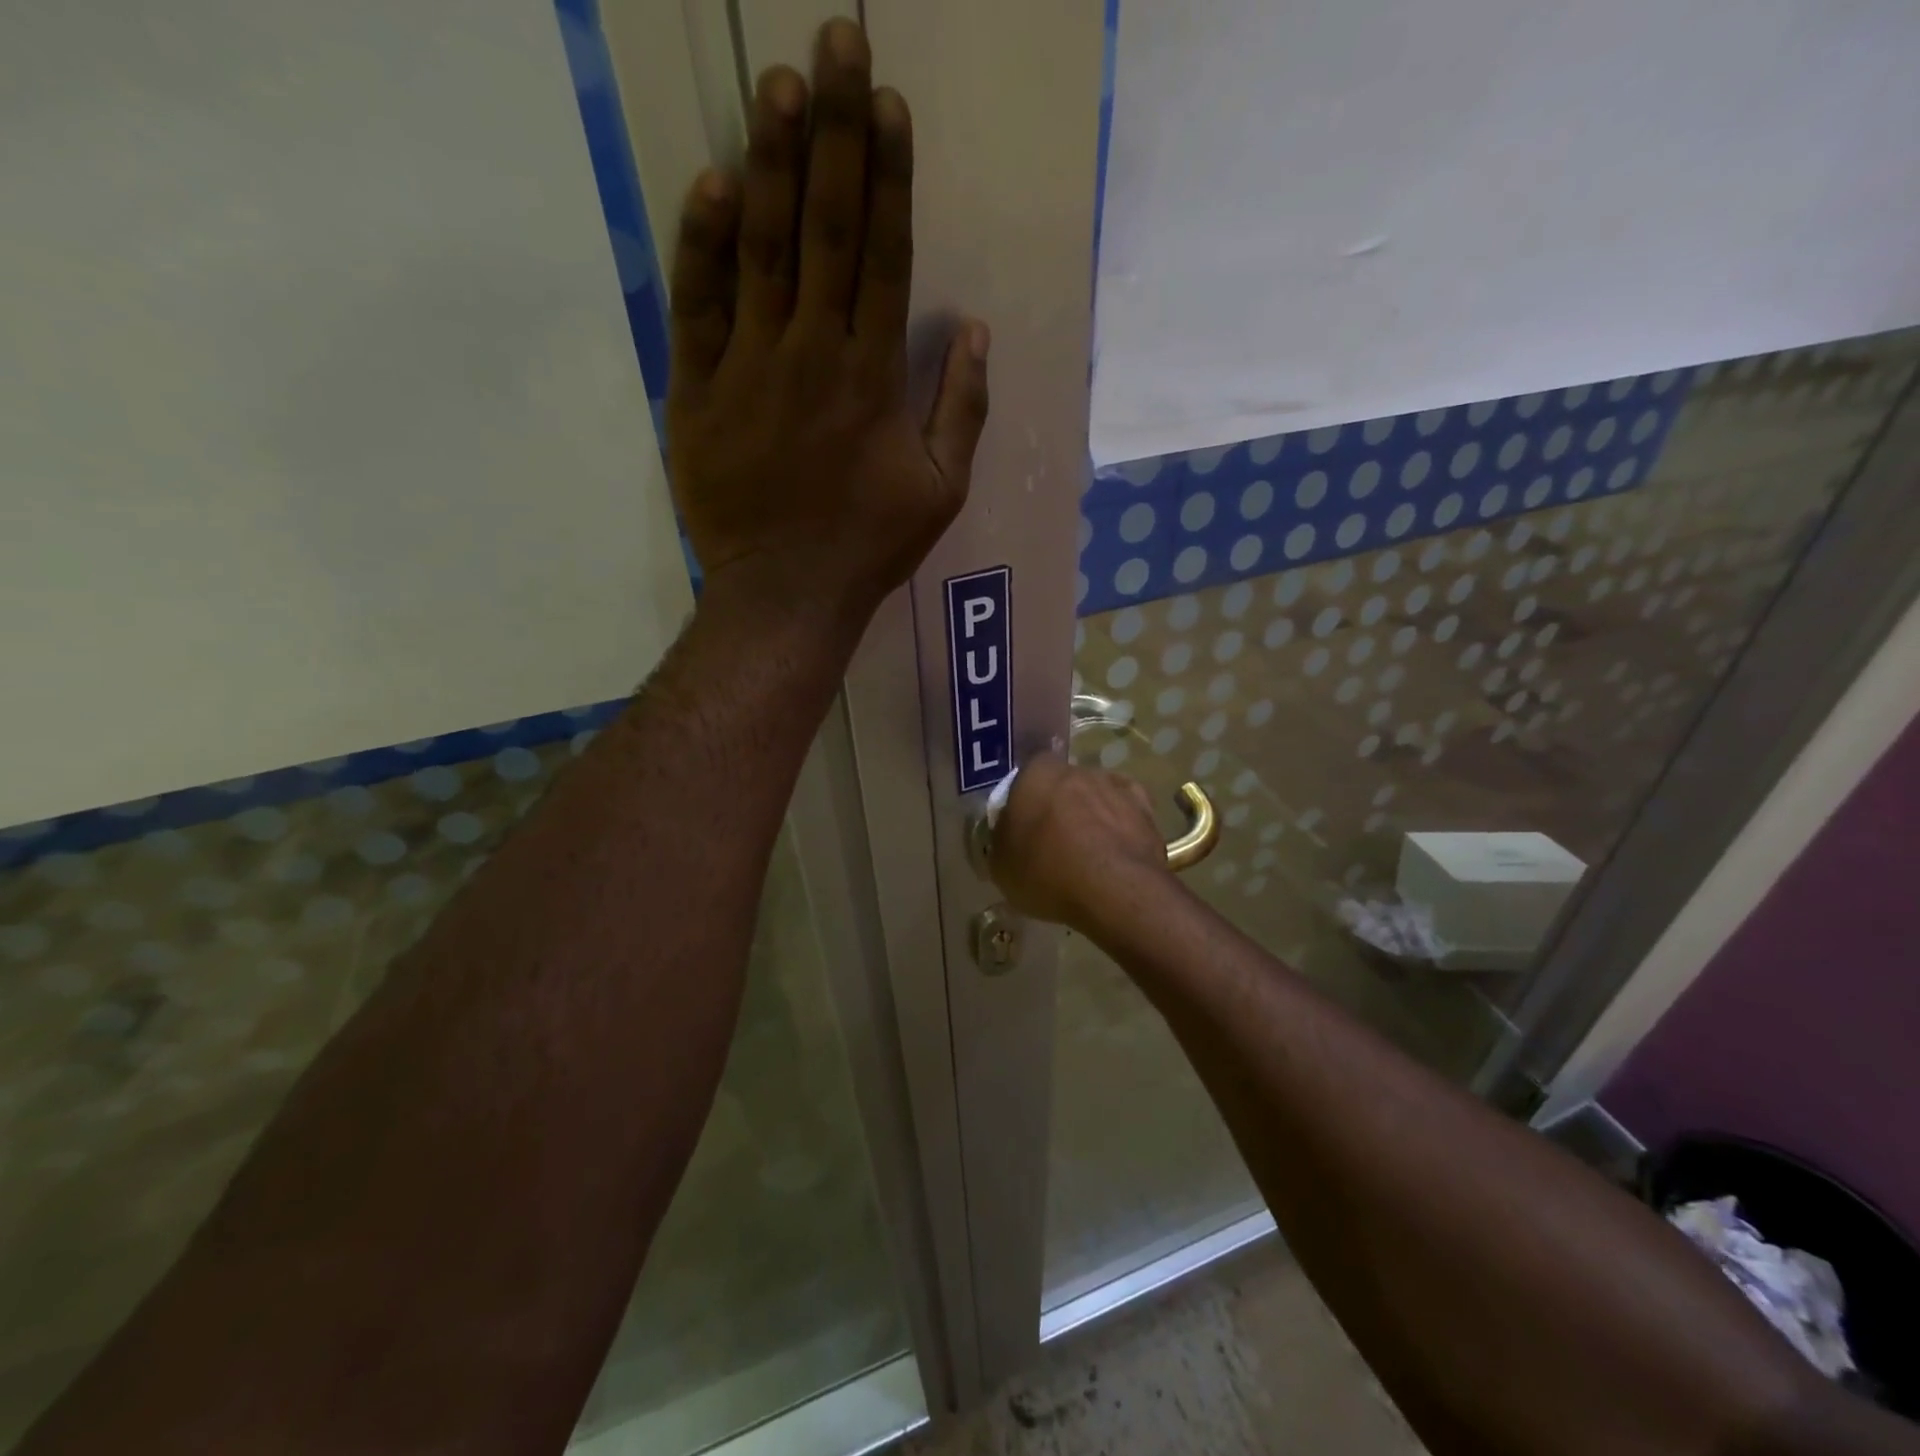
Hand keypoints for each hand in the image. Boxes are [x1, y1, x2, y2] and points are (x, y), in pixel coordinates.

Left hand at [665, 18, 989, 623]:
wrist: (787, 591)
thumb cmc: (870, 544)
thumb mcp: (943, 490)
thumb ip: (963, 409)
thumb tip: (975, 330)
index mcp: (874, 376)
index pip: (884, 253)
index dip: (887, 174)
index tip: (885, 101)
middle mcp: (815, 353)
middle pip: (824, 227)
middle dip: (833, 131)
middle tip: (834, 39)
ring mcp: (750, 368)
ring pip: (761, 249)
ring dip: (769, 161)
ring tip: (778, 82)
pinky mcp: (698, 391)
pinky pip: (698, 307)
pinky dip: (702, 245)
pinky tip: (712, 184)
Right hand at [988, 753, 1174, 928]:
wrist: (1114, 888)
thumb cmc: (1046, 871)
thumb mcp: (1001, 866)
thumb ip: (1001, 841)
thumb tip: (1007, 836)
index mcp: (1036, 774)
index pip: (1025, 776)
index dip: (1024, 801)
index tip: (1023, 828)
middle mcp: (1077, 770)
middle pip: (1063, 785)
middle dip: (1059, 807)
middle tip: (1053, 843)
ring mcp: (1115, 786)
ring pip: (1096, 797)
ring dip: (1092, 817)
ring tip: (1088, 855)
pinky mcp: (1146, 809)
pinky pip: (1127, 813)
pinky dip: (1120, 827)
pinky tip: (1115, 852)